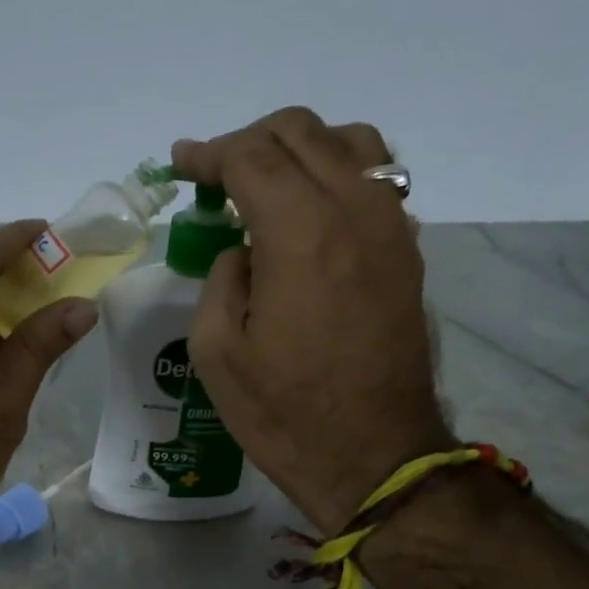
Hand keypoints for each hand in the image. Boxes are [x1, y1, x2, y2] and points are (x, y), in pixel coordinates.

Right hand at [172, 107, 451, 533]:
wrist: (373, 456)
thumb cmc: (283, 413)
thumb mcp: (216, 352)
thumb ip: (221, 279)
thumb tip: (244, 250)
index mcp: (300, 233)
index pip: (250, 156)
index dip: (209, 154)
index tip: (181, 165)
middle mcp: (354, 210)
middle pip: (301, 132)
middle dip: (249, 141)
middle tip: (215, 175)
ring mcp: (391, 226)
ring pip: (349, 143)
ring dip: (299, 148)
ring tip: (266, 183)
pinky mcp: (407, 251)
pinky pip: (375, 179)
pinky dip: (335, 173)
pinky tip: (309, 210)